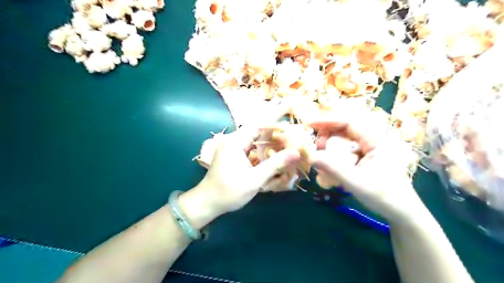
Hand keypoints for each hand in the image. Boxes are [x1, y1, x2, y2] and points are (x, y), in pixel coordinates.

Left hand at [198, 125, 300, 212]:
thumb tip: (296, 152)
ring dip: (268, 141)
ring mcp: (232, 147)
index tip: (291, 127)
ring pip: (254, 139)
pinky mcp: (232, 154)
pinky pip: (250, 147)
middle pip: (256, 130)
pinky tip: (272, 154)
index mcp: (235, 142)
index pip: (258, 125)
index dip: (275, 125)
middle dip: (274, 133)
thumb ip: (275, 164)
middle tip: (292, 136)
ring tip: (285, 143)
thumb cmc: (229, 192)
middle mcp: (232, 140)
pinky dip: (261, 149)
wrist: (207, 203)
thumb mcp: (254, 180)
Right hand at [307, 110, 427, 222]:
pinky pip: (345, 153)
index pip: (349, 122)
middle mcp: (372, 141)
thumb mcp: (356, 183)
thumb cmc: (384, 197)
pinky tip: (328, 170)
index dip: (327, 121)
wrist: (401, 213)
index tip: (309, 124)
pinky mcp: (364, 159)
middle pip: (343, 130)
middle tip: (315, 148)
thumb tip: (310, 157)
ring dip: (329, 149)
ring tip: (320, 160)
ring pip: (342, 141)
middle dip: (326, 137)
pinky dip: (334, 158)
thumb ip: (333, 169)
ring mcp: (368, 150)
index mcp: (376, 141)